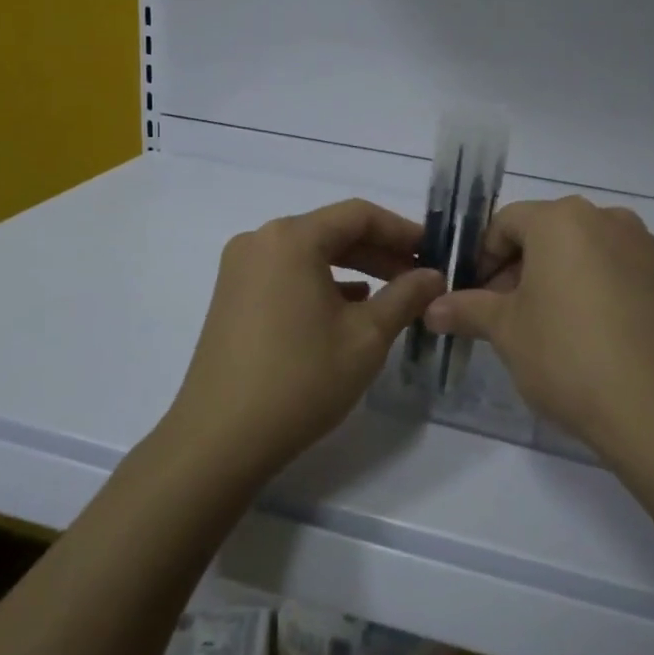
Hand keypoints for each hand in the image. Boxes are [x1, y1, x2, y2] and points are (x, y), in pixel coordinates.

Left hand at [166, 199, 444, 477]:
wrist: (220, 439)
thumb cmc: (301, 379)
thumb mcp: (367, 337)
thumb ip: (406, 296)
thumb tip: (433, 275)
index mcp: (291, 238)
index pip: (358, 215)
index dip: (402, 230)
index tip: (434, 252)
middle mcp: (260, 240)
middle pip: (332, 231)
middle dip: (380, 252)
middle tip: (419, 277)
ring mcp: (240, 269)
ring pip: (310, 254)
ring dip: (354, 269)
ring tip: (392, 295)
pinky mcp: (232, 297)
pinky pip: (288, 275)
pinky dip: (323, 284)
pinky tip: (349, 309)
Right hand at [423, 196, 653, 456]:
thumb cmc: (566, 355)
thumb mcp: (506, 330)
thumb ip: (467, 309)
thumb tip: (432, 309)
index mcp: (561, 219)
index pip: (506, 223)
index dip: (482, 257)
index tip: (473, 295)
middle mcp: (605, 218)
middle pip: (547, 232)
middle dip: (518, 268)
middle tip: (504, 314)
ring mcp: (642, 245)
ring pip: (583, 249)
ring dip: (557, 276)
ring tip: (546, 325)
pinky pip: (616, 267)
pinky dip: (593, 286)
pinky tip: (588, 331)